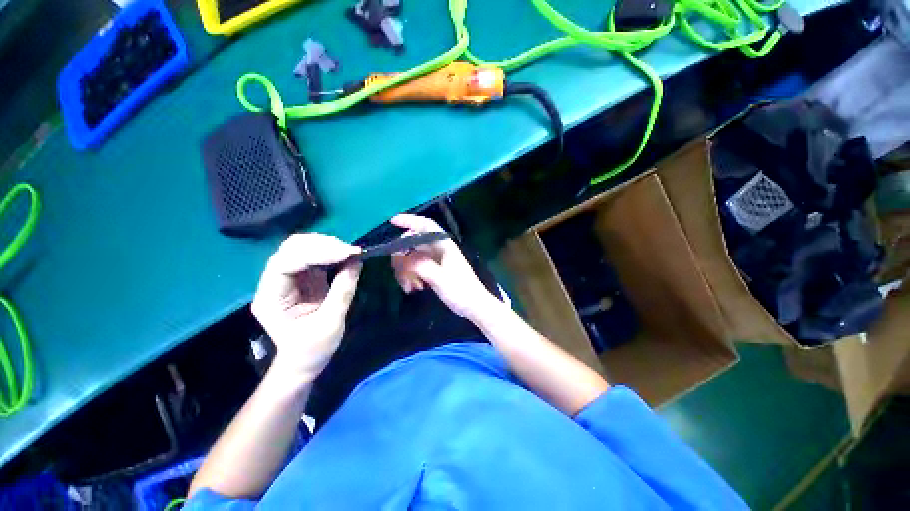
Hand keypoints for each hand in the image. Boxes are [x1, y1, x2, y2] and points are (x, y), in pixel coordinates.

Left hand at [252, 234, 361, 383]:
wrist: (305, 362)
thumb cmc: (313, 350)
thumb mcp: (330, 324)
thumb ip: (342, 292)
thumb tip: (356, 263)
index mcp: (271, 298)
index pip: (286, 264)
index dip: (316, 253)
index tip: (346, 253)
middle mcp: (274, 283)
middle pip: (291, 249)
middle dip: (322, 245)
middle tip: (350, 251)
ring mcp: (289, 279)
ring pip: (302, 248)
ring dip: (328, 245)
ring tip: (351, 252)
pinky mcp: (304, 278)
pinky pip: (315, 257)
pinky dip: (332, 252)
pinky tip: (346, 255)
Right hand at [390, 213, 497, 319]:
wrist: (473, 306)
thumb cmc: (461, 292)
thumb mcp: (441, 280)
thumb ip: (422, 266)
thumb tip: (403, 255)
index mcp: (444, 245)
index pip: (426, 225)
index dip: (410, 220)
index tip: (393, 221)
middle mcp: (438, 249)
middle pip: (413, 242)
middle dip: (402, 256)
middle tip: (398, 272)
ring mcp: (435, 259)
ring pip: (412, 256)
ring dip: (405, 270)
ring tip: (410, 287)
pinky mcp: (432, 269)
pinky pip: (415, 267)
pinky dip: (410, 276)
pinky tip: (414, 288)